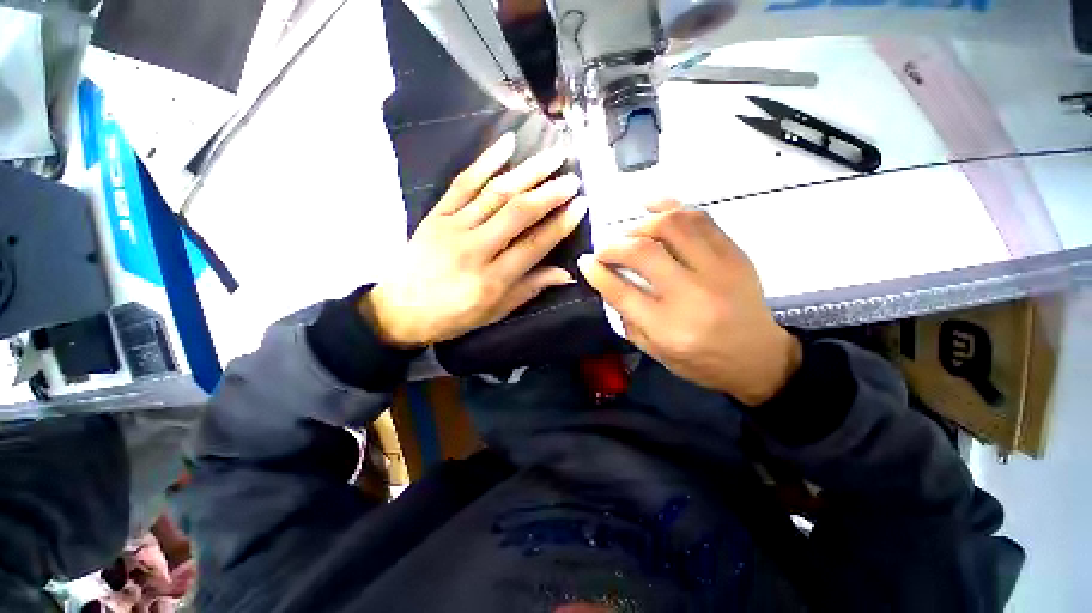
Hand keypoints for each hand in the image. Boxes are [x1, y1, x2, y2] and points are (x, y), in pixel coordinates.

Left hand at [363, 133, 587, 346]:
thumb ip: (530, 288)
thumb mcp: (496, 312)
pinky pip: (463, 182)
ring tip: (552, 156)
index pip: (534, 245)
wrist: (399, 309)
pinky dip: (486, 160)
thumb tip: (566, 274)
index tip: (580, 205)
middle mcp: (475, 249)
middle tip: (572, 176)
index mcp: (492, 280)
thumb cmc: (453, 316)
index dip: (560, 224)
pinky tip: (507, 143)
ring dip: (527, 171)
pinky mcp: (437, 214)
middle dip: (549, 192)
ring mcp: (453, 227)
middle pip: (518, 213)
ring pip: (495, 193)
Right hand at [578, 201, 800, 405]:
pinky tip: (651, 207)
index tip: (586, 261)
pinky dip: (670, 206)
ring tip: (630, 234)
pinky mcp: (734, 253)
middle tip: (604, 250)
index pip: (622, 291)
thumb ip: (626, 317)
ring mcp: (718, 269)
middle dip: (613, 246)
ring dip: (641, 225)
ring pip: (672, 226)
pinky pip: (700, 217)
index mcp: (669, 328)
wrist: (758, 356)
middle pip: (643, 253)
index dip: (597, 272)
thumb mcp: (654, 351)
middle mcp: (693, 295)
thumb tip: (606, 279)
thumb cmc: (701, 360)